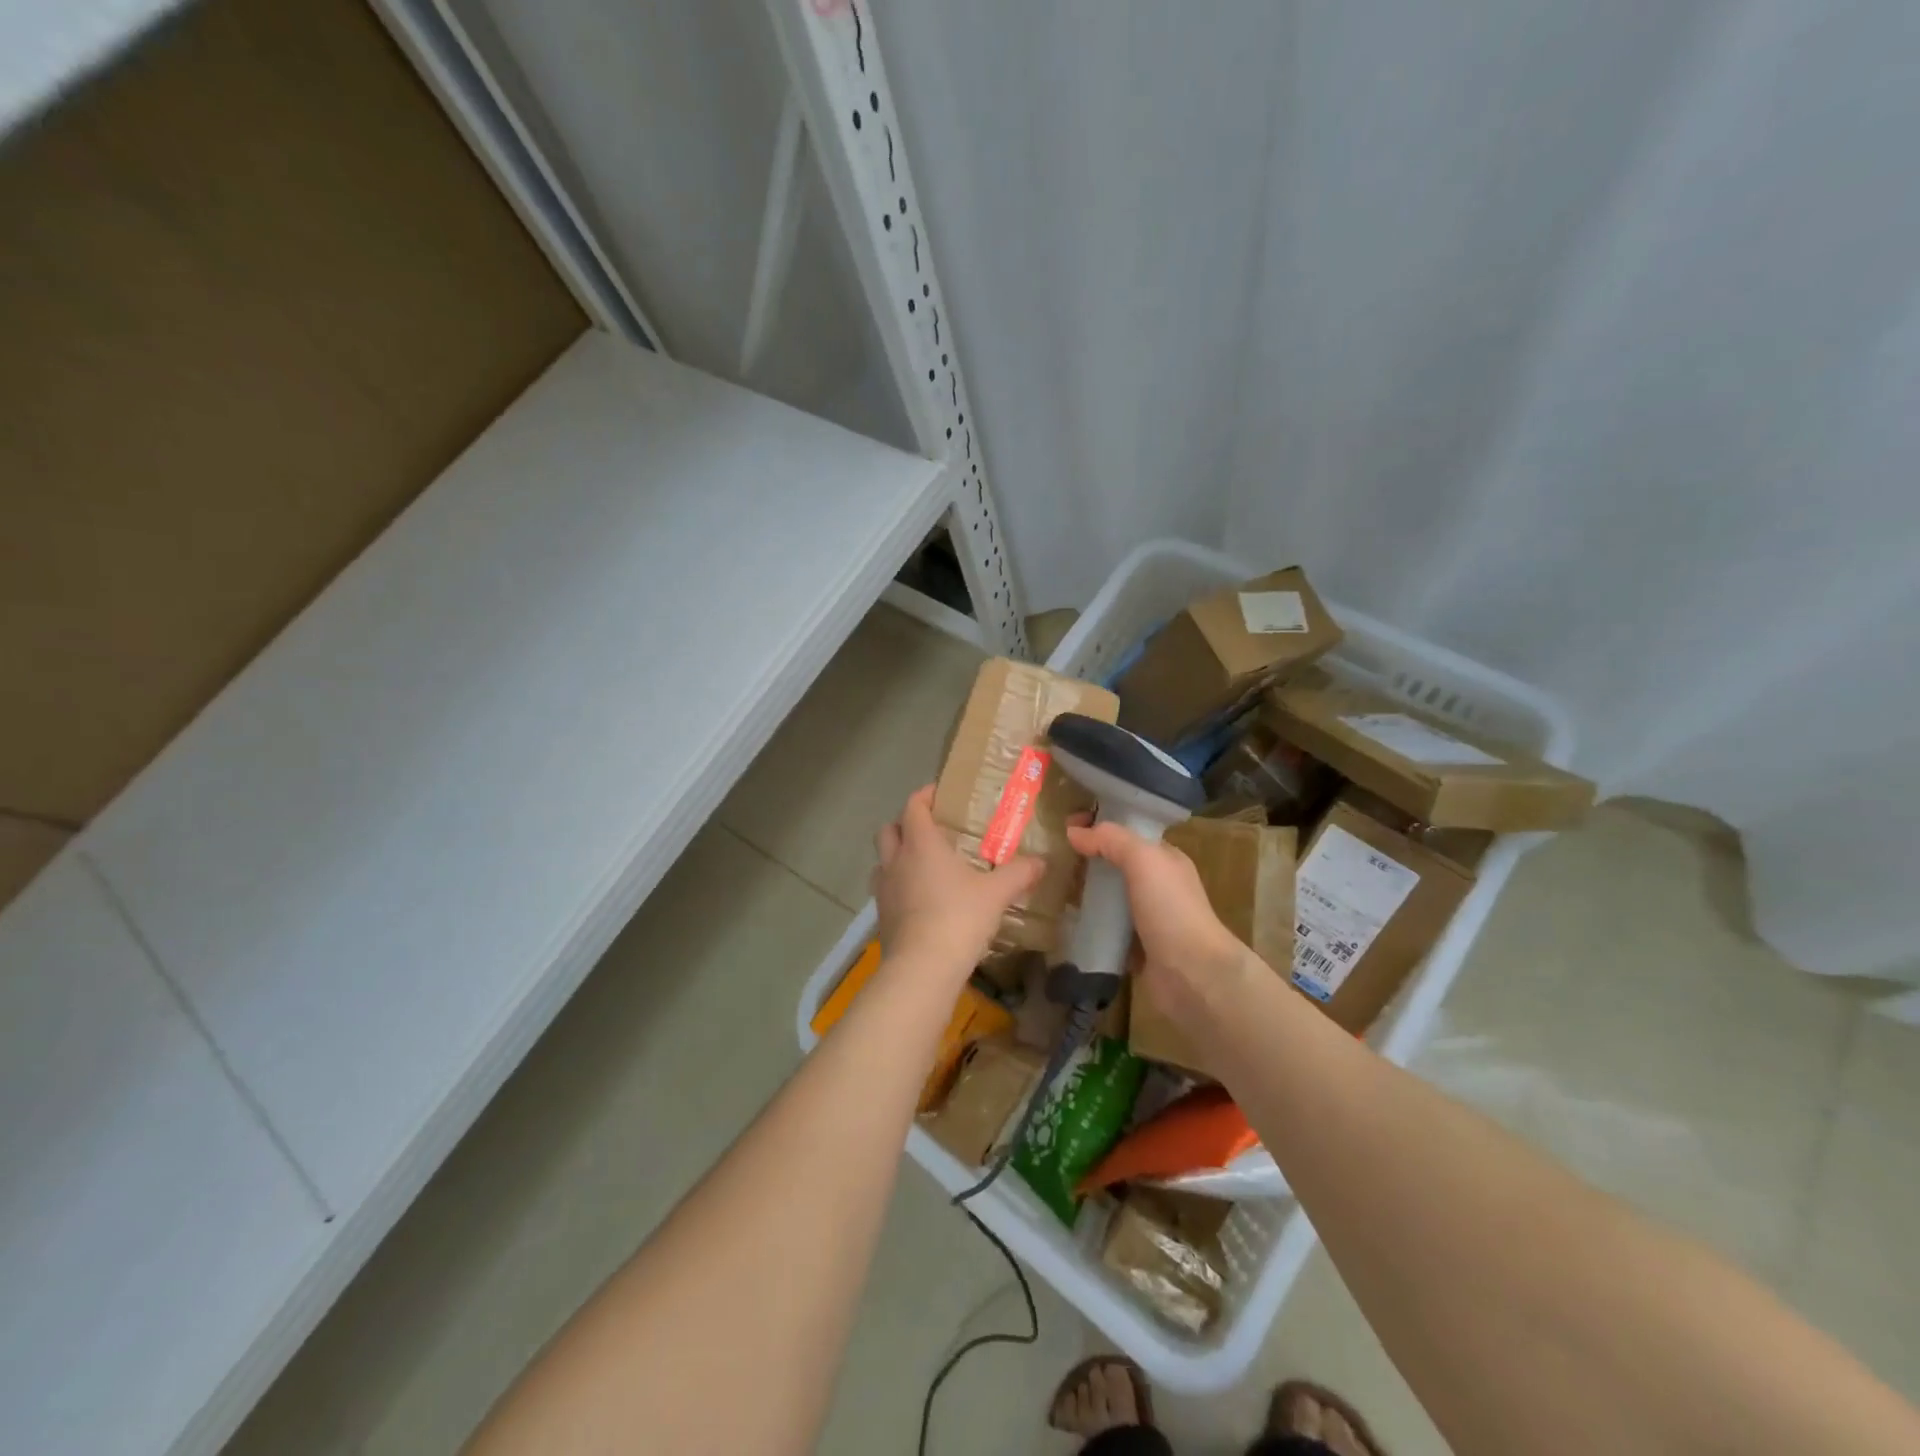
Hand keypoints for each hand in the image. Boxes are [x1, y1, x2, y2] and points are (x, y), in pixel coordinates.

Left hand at [873, 785, 1044, 972]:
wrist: (923, 968)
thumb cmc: (958, 918)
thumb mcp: (996, 894)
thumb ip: (1019, 873)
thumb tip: (1041, 862)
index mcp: (921, 844)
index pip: (913, 806)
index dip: (924, 796)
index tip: (939, 794)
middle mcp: (896, 861)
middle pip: (889, 830)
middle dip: (905, 825)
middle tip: (931, 831)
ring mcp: (884, 890)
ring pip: (883, 861)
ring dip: (898, 857)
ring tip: (924, 867)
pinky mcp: (882, 917)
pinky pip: (886, 891)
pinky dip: (900, 887)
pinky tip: (922, 901)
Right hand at [1067, 821, 1253, 1023]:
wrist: (1193, 975)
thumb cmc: (1171, 909)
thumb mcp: (1144, 860)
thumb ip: (1111, 840)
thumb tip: (1074, 831)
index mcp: (1165, 859)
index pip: (1129, 833)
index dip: (1100, 826)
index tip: (1066, 827)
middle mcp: (1159, 886)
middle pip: (1117, 865)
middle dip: (1088, 860)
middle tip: (1053, 858)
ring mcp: (1149, 919)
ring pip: (1111, 898)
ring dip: (1086, 894)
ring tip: (1052, 888)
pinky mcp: (1138, 949)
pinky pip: (1109, 930)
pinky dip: (1091, 926)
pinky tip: (1068, 922)